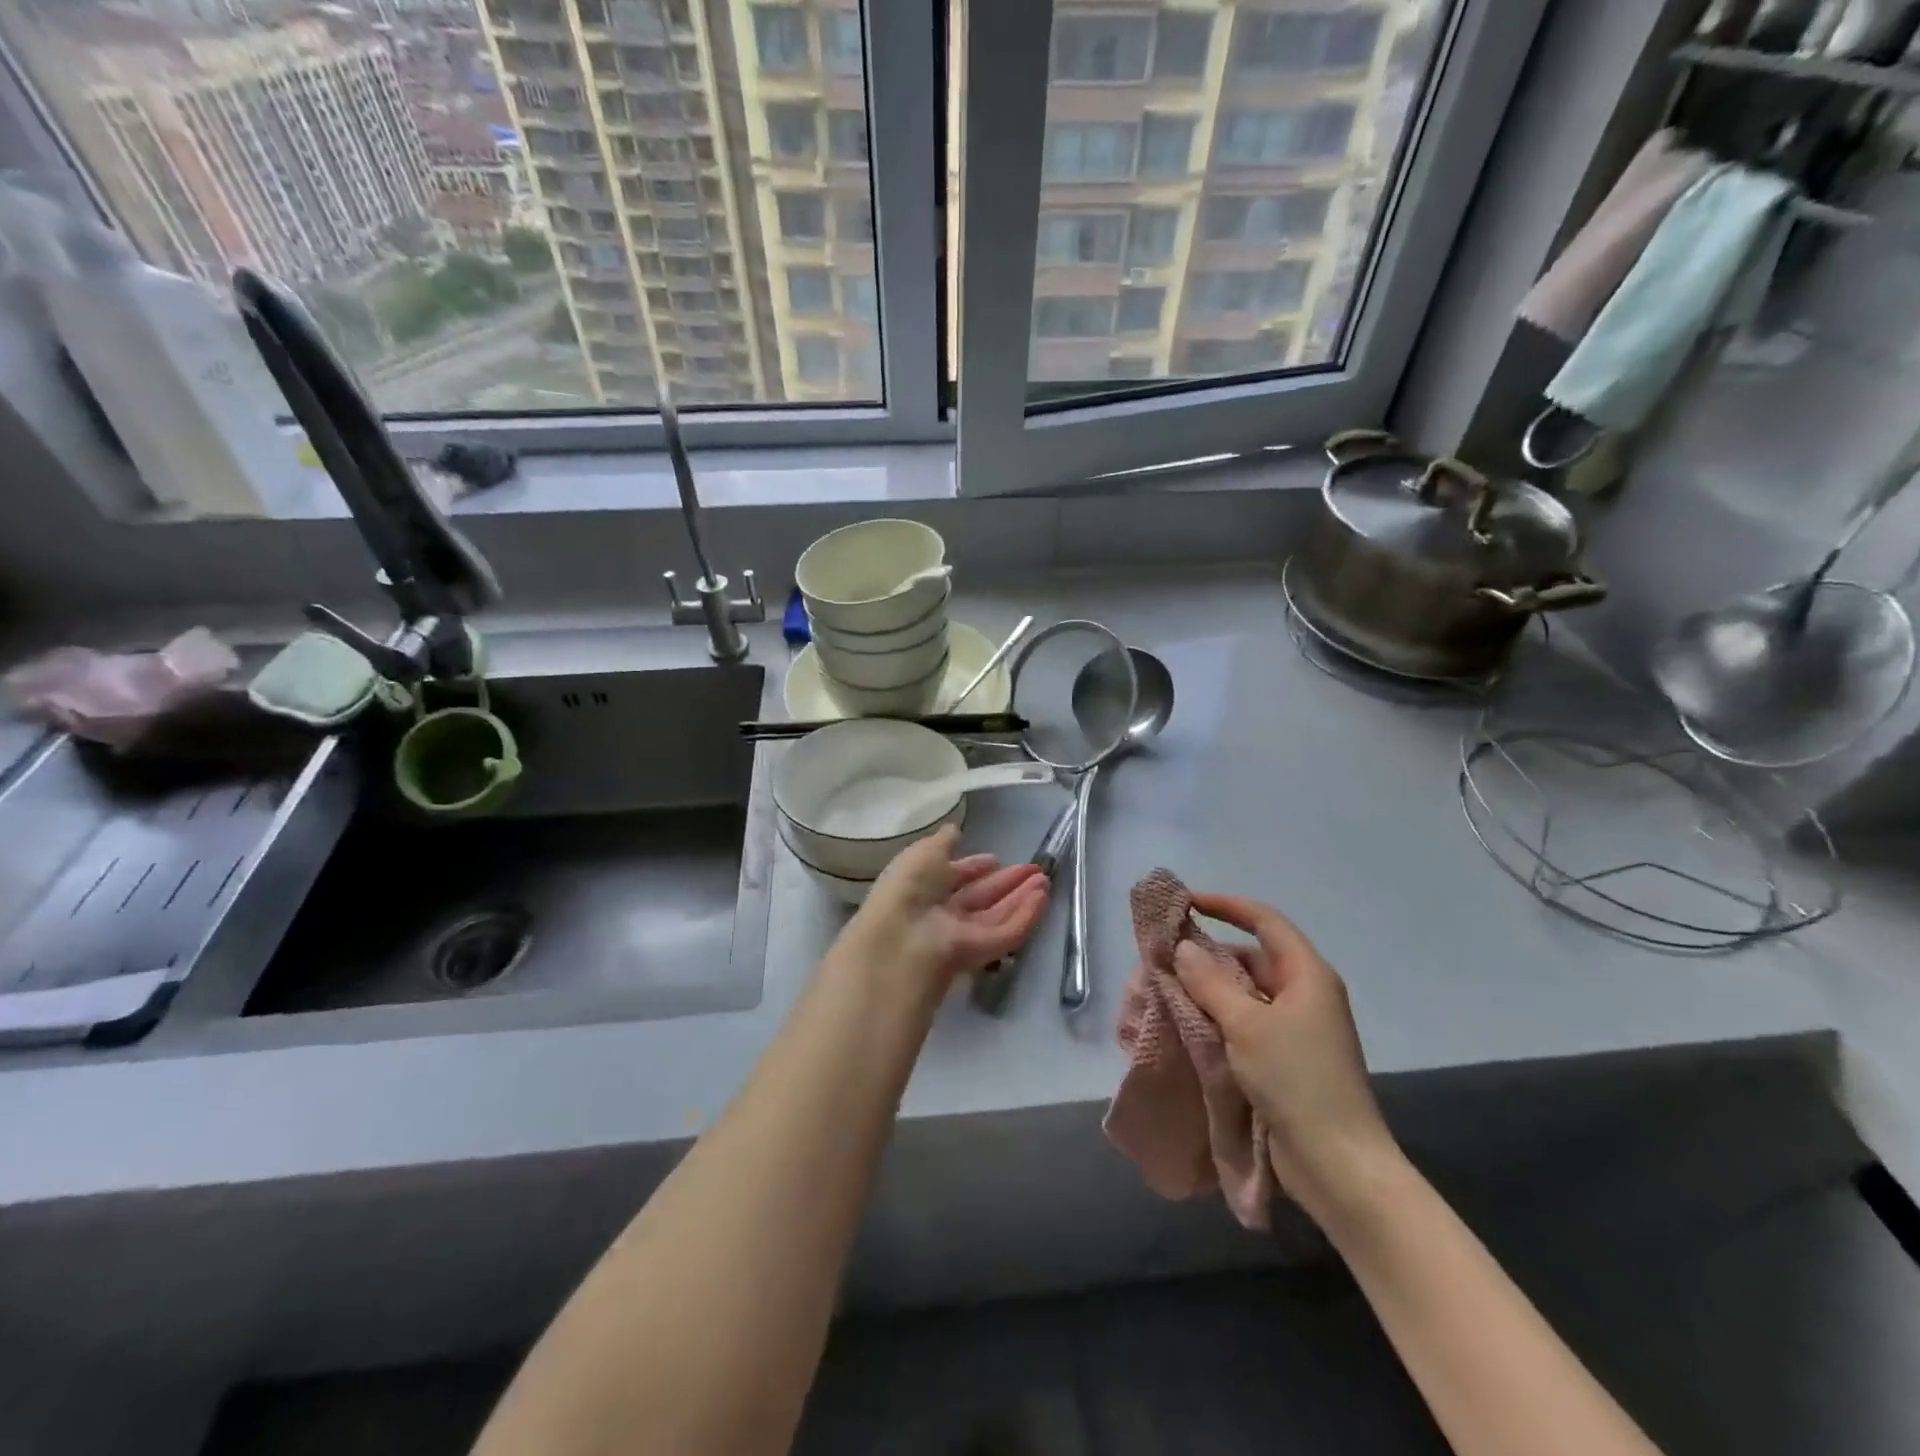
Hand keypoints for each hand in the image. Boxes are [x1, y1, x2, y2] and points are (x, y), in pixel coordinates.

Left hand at [841, 826, 1048, 986]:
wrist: (902, 936)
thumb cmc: (907, 887)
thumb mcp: (923, 853)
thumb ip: (943, 842)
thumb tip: (954, 829)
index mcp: (922, 888)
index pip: (953, 878)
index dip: (974, 867)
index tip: (995, 858)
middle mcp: (941, 913)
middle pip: (980, 898)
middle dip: (1006, 882)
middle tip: (1034, 869)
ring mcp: (961, 936)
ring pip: (996, 915)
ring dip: (1021, 897)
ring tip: (1045, 880)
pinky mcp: (979, 955)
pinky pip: (1005, 934)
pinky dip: (1025, 916)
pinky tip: (1042, 898)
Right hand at [1172, 893, 1400, 1224]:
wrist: (1339, 1165)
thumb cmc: (1297, 1081)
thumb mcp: (1246, 1025)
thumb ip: (1210, 982)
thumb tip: (1182, 948)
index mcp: (1307, 975)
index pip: (1265, 921)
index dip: (1226, 905)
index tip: (1186, 902)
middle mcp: (1304, 994)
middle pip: (1251, 957)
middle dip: (1208, 955)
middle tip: (1164, 958)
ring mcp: (1296, 1029)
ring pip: (1244, 993)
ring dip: (1208, 990)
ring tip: (1166, 991)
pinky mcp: (1284, 1059)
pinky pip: (1245, 1023)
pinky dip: (1216, 1018)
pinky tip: (1186, 1024)